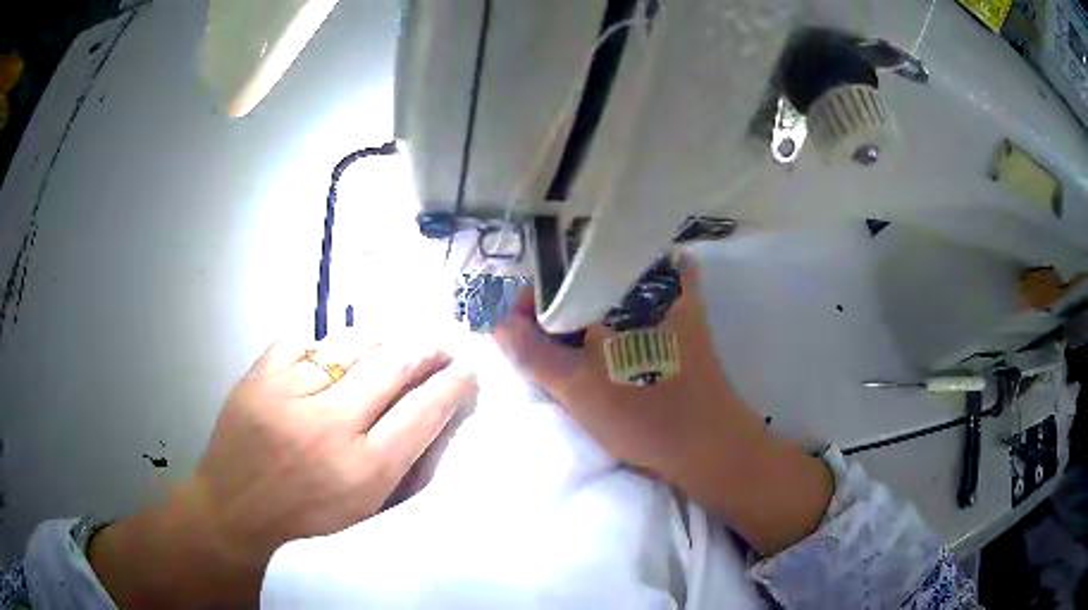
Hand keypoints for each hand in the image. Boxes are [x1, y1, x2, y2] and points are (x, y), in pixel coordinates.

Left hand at [89, 332, 476, 607]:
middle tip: (439, 344)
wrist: (233, 512)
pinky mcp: (258, 376)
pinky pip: (303, 340)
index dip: (454, 384)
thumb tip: (435, 413)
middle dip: (426, 349)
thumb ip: (402, 463)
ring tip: (390, 342)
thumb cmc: (306, 520)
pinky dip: (322, 345)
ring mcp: (288, 394)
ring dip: (380, 339)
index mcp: (364, 471)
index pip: (425, 411)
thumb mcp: (365, 509)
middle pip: (394, 365)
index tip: (467, 370)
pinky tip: (329, 355)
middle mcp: (330, 426)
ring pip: (350, 343)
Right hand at [493, 257, 831, 554]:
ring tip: (566, 351)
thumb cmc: (644, 415)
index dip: (535, 299)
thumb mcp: (577, 386)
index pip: (564, 274)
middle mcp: (652, 282)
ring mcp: (675, 301)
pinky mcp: (688, 323)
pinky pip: (643, 306)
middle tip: (539, 344)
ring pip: (613, 297)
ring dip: (585, 317)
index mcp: (624, 289)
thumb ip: (531, 350)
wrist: (711, 447)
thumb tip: (495, 319)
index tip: (519, 327)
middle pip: (588, 284)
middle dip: (557, 310)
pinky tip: (605, 344)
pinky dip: (619, 317)